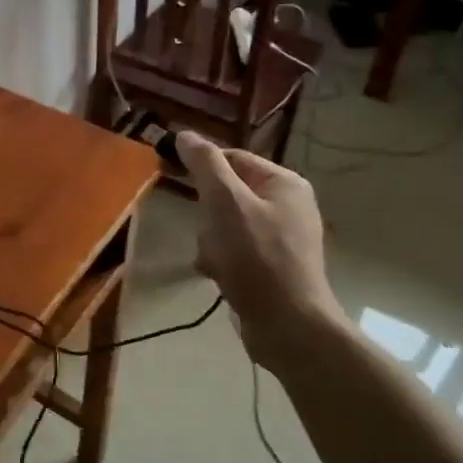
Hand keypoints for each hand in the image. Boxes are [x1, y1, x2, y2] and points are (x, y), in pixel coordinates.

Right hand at [177, 132, 348, 359]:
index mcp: (285, 184)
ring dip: (211, 241)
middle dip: (208, 215)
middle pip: (228, 194)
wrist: (288, 327)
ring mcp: (283, 239)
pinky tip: (217, 276)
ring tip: (214, 261)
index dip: (202, 168)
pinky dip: (222, 260)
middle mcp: (289, 206)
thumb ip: (205, 165)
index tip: (173, 178)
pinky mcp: (274, 267)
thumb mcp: (225, 203)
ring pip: (227, 225)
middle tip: (207, 233)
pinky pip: (237, 251)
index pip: (233, 158)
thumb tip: (185, 135)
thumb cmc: (256, 258)